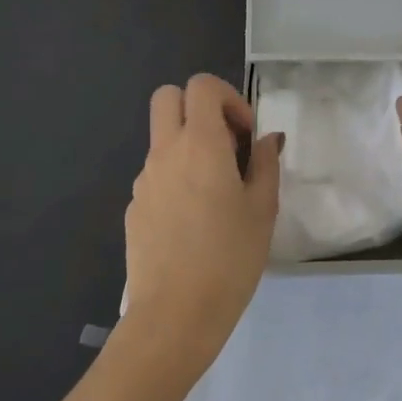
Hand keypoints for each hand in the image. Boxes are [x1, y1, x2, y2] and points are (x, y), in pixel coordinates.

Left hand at [121, 74, 283, 370]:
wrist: (175, 314)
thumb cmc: (230, 258)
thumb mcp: (263, 210)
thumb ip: (265, 165)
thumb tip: (266, 139)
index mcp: (200, 144)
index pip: (201, 86)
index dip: (228, 97)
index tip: (245, 134)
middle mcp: (165, 152)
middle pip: (168, 97)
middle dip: (198, 107)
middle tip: (226, 144)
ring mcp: (144, 180)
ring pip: (162, 138)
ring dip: (188, 145)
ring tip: (216, 192)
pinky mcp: (135, 207)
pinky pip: (156, 174)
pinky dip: (176, 178)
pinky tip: (194, 221)